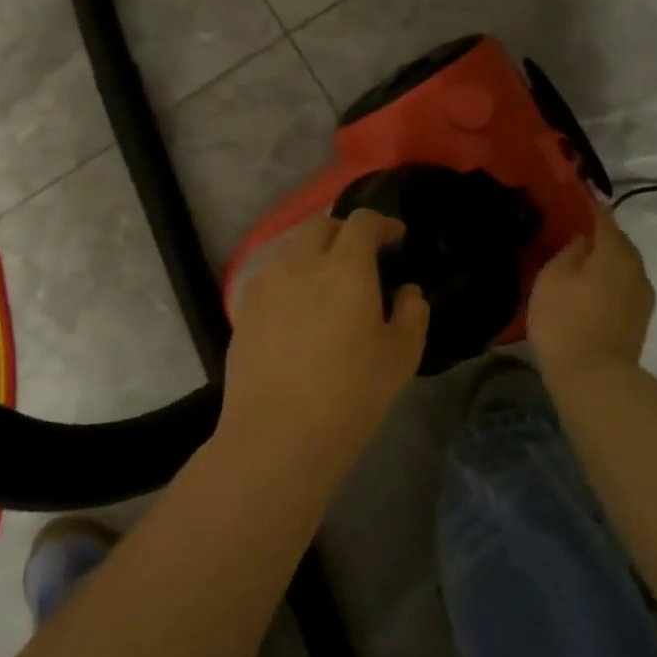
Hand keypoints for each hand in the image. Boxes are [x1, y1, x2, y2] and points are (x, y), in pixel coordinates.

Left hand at [221, 211, 429, 468]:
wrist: (278, 434)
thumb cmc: (350, 394)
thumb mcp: (400, 356)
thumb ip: (412, 313)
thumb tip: (408, 292)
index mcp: (345, 267)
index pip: (362, 222)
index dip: (381, 223)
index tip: (395, 236)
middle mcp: (301, 263)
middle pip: (320, 225)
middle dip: (344, 231)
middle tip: (361, 255)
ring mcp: (266, 284)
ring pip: (290, 247)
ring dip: (313, 251)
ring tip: (326, 279)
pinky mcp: (244, 308)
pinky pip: (269, 275)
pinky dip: (288, 277)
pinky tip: (296, 306)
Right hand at [527, 200, 655, 380]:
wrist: (594, 379)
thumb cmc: (566, 321)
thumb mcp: (552, 278)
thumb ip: (568, 250)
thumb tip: (581, 239)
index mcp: (615, 251)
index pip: (602, 215)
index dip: (587, 202)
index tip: (574, 190)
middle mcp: (636, 267)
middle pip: (616, 241)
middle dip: (596, 233)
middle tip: (569, 229)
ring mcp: (641, 295)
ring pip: (620, 264)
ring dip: (602, 258)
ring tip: (576, 259)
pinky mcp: (638, 318)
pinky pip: (620, 285)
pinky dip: (605, 279)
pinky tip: (586, 286)